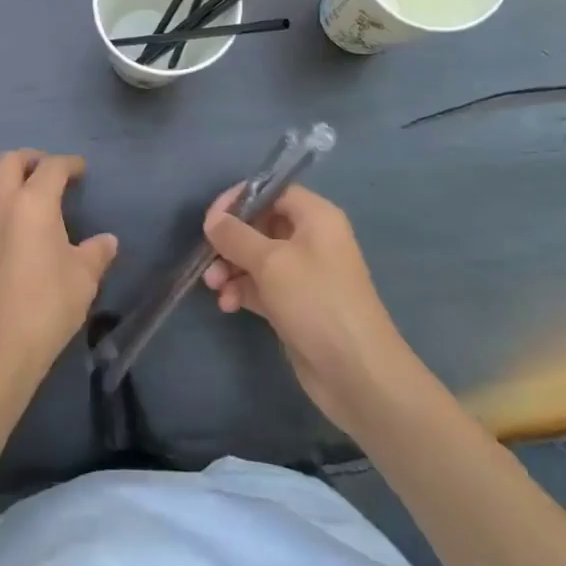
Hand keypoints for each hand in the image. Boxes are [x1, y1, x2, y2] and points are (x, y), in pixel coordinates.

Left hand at [0, 150, 118, 378]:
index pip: (52, 166)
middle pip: (10, 160)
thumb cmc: (48, 305)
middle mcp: (0, 203)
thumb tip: (107, 240)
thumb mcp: (84, 277)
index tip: (81, 170)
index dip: (69, 163)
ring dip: (7, 179)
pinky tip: (8, 229)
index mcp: (33, 202)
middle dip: (32, 159)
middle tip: (50, 174)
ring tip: (26, 197)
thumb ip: (97, 252)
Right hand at [202, 184, 410, 423]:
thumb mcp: (270, 261)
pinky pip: (260, 286)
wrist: (357, 374)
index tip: (212, 217)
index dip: (240, 199)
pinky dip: (241, 290)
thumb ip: (235, 235)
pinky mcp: (295, 305)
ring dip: (230, 268)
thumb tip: (212, 220)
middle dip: (230, 240)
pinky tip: (227, 305)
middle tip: (207, 256)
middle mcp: (310, 240)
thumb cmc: (316, 301)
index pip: (272, 191)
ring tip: (214, 286)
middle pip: (260, 225)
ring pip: (256, 258)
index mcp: (315, 217)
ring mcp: (303, 274)